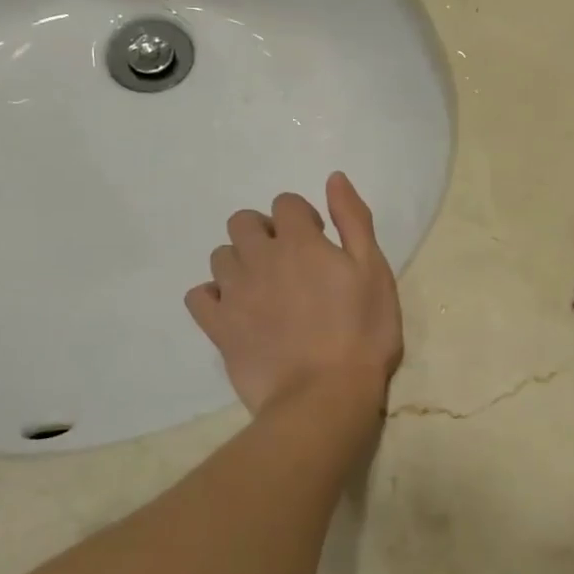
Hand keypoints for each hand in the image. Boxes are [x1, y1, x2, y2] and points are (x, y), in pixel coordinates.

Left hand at [187, 172, 402, 419]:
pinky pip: (198, 296)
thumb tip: (334, 178)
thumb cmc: (362, 331)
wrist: (325, 395)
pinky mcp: (218, 327)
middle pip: (243, 222)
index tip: (320, 242)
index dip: (302, 217)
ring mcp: (234, 293)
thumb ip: (353, 220)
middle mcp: (260, 258)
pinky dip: (213, 296)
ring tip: (264, 288)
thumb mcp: (374, 270)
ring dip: (240, 261)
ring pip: (220, 256)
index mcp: (299, 241)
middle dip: (264, 231)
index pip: (286, 203)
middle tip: (289, 261)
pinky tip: (234, 310)